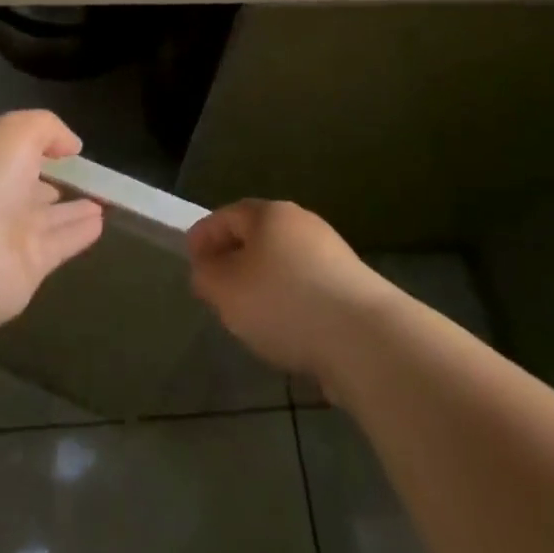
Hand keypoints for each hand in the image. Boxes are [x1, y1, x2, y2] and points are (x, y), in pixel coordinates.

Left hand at [0, 110, 104, 324]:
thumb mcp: (15, 131)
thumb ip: (47, 128)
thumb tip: (70, 145)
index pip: (6, 150)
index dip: (32, 144)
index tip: (62, 144)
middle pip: (24, 186)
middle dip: (48, 179)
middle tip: (81, 175)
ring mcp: (6, 235)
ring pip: (46, 217)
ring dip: (72, 209)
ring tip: (101, 200)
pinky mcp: (27, 267)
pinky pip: (60, 243)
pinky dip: (80, 233)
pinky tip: (100, 223)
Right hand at [188, 199, 387, 381]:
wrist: (364, 338)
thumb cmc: (283, 302)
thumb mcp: (226, 289)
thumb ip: (206, 275)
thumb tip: (207, 269)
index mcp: (269, 214)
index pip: (227, 215)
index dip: (204, 236)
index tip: (189, 260)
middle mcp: (302, 223)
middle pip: (258, 236)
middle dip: (234, 259)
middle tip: (216, 288)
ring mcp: (332, 254)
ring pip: (283, 263)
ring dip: (263, 283)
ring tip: (249, 316)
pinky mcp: (352, 288)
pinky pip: (307, 288)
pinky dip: (290, 302)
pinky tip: (285, 330)